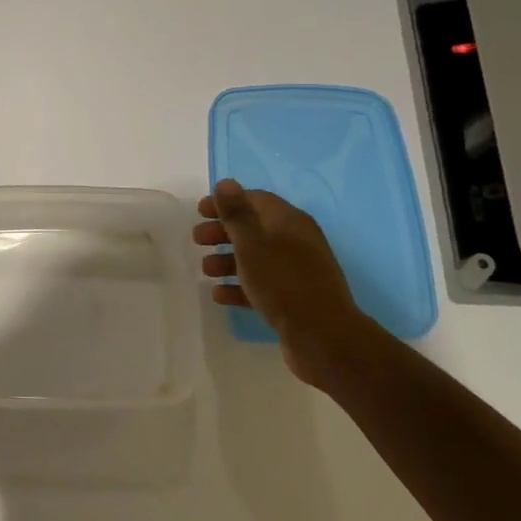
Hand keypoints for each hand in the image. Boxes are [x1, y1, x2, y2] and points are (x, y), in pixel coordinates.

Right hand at [194, 179, 380, 386]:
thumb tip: (226, 183)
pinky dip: (240, 286)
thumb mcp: (253, 244)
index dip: (226, 202)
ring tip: (206, 271)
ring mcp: (296, 271)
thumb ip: (237, 213)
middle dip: (223, 232)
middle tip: (197, 239)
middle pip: (254, 228)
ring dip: (228, 260)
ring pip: (256, 258)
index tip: (199, 211)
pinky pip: (261, 284)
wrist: (323, 337)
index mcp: (289, 222)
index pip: (255, 200)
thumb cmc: (283, 283)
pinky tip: (220, 295)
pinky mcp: (294, 298)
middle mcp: (296, 241)